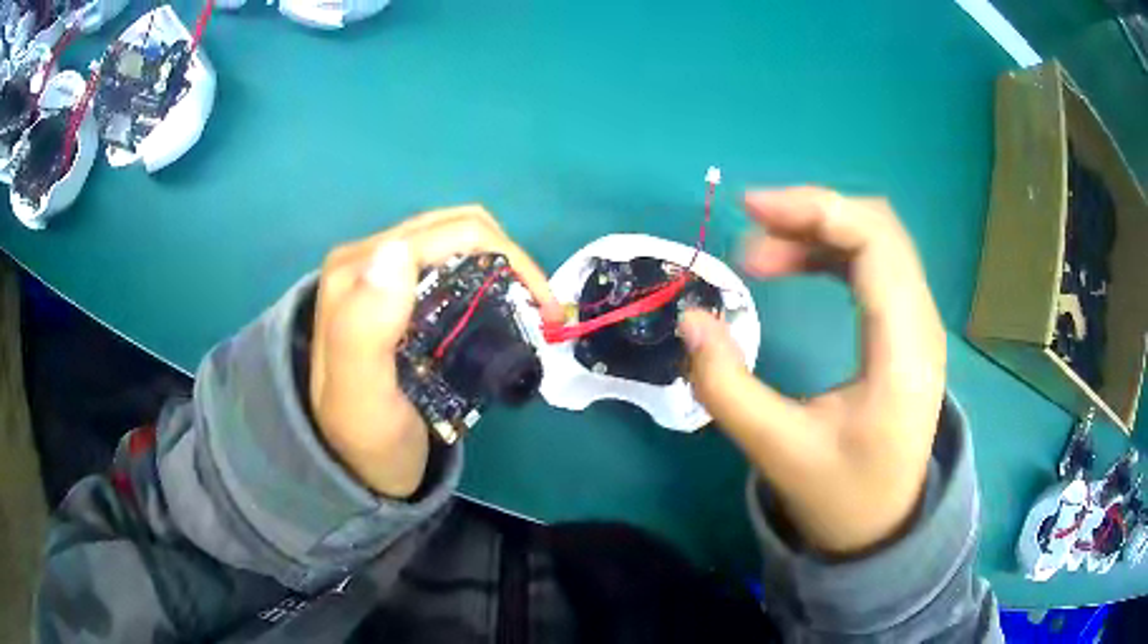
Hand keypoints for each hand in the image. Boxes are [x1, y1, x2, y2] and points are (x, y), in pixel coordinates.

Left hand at [310, 206, 562, 498]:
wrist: (359, 466)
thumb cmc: (366, 439)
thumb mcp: (361, 397)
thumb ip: (363, 329)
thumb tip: (396, 250)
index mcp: (355, 273)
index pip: (445, 235)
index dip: (506, 260)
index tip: (543, 312)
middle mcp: (365, 259)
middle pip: (455, 230)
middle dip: (511, 262)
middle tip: (543, 315)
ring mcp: (380, 271)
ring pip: (457, 240)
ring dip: (502, 266)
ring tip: (529, 312)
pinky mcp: (394, 288)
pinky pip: (451, 259)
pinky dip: (487, 274)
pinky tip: (500, 308)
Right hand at [679, 188, 946, 555]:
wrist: (883, 525)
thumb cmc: (841, 495)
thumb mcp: (776, 450)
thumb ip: (726, 387)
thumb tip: (691, 320)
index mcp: (903, 351)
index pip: (876, 243)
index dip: (816, 210)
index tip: (752, 210)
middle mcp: (921, 324)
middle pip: (879, 229)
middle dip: (811, 216)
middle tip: (750, 237)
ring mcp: (918, 324)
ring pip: (876, 242)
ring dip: (818, 233)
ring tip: (761, 257)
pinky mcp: (906, 330)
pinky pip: (875, 266)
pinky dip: (831, 253)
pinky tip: (795, 266)